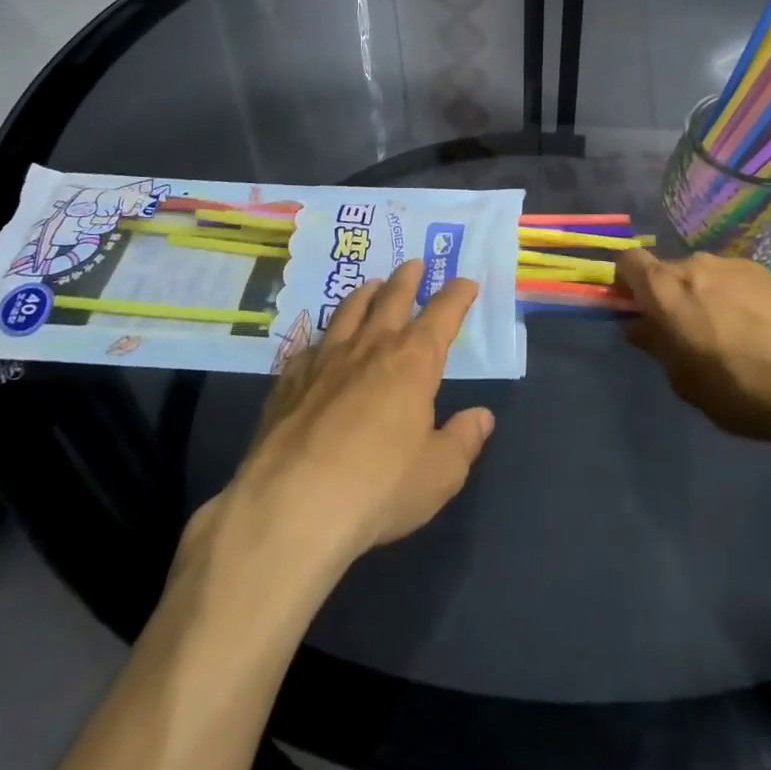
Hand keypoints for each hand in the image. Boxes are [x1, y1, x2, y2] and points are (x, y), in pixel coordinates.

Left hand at [218, 261, 493, 571]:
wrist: (291, 505)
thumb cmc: (378, 488)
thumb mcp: (439, 474)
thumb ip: (463, 441)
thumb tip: (482, 416)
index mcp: (413, 361)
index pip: (442, 314)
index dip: (457, 295)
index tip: (466, 283)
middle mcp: (370, 347)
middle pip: (392, 298)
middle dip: (408, 279)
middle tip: (415, 263)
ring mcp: (324, 360)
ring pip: (348, 311)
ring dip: (365, 294)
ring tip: (372, 285)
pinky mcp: (288, 381)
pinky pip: (310, 347)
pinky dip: (322, 339)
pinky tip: (319, 345)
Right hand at [617, 248, 770, 478]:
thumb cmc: (745, 389)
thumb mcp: (688, 384)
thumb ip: (658, 348)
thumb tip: (639, 326)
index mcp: (668, 288)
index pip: (629, 262)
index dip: (625, 284)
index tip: (634, 312)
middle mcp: (699, 265)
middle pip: (669, 270)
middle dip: (668, 296)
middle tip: (684, 336)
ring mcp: (740, 265)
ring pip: (707, 275)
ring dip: (706, 297)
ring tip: (731, 339)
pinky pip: (740, 282)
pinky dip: (739, 301)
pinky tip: (764, 336)